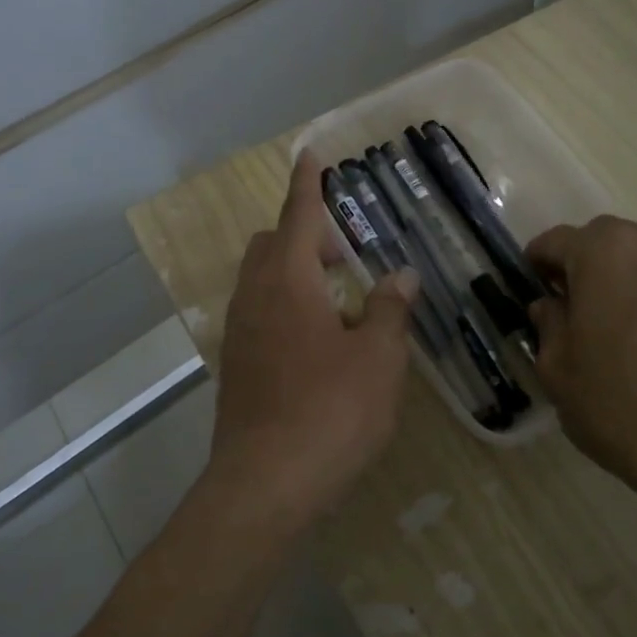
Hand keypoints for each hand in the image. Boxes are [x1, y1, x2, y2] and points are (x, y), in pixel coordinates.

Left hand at [207, 153, 418, 526]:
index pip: (298, 215)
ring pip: (261, 279)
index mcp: (289, 281)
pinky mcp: (235, 364)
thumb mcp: (378, 359)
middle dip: (305, 234)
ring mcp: (239, 332)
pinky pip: (258, 312)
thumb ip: (390, 310)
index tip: (308, 153)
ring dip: (295, 272)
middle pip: (273, 244)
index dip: (307, 183)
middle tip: (347, 254)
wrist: (265, 483)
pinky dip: (284, 305)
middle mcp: (255, 296)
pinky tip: (315, 342)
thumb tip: (401, 275)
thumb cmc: (331, 412)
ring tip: (338, 300)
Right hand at [526, 218, 636, 529]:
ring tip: (612, 328)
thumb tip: (551, 306)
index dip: (536, 265)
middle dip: (580, 268)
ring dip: (619, 280)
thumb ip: (548, 323)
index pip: (555, 242)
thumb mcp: (557, 367)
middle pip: (602, 243)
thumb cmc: (618, 404)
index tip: (531, 292)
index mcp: (604, 251)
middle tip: (570, 311)